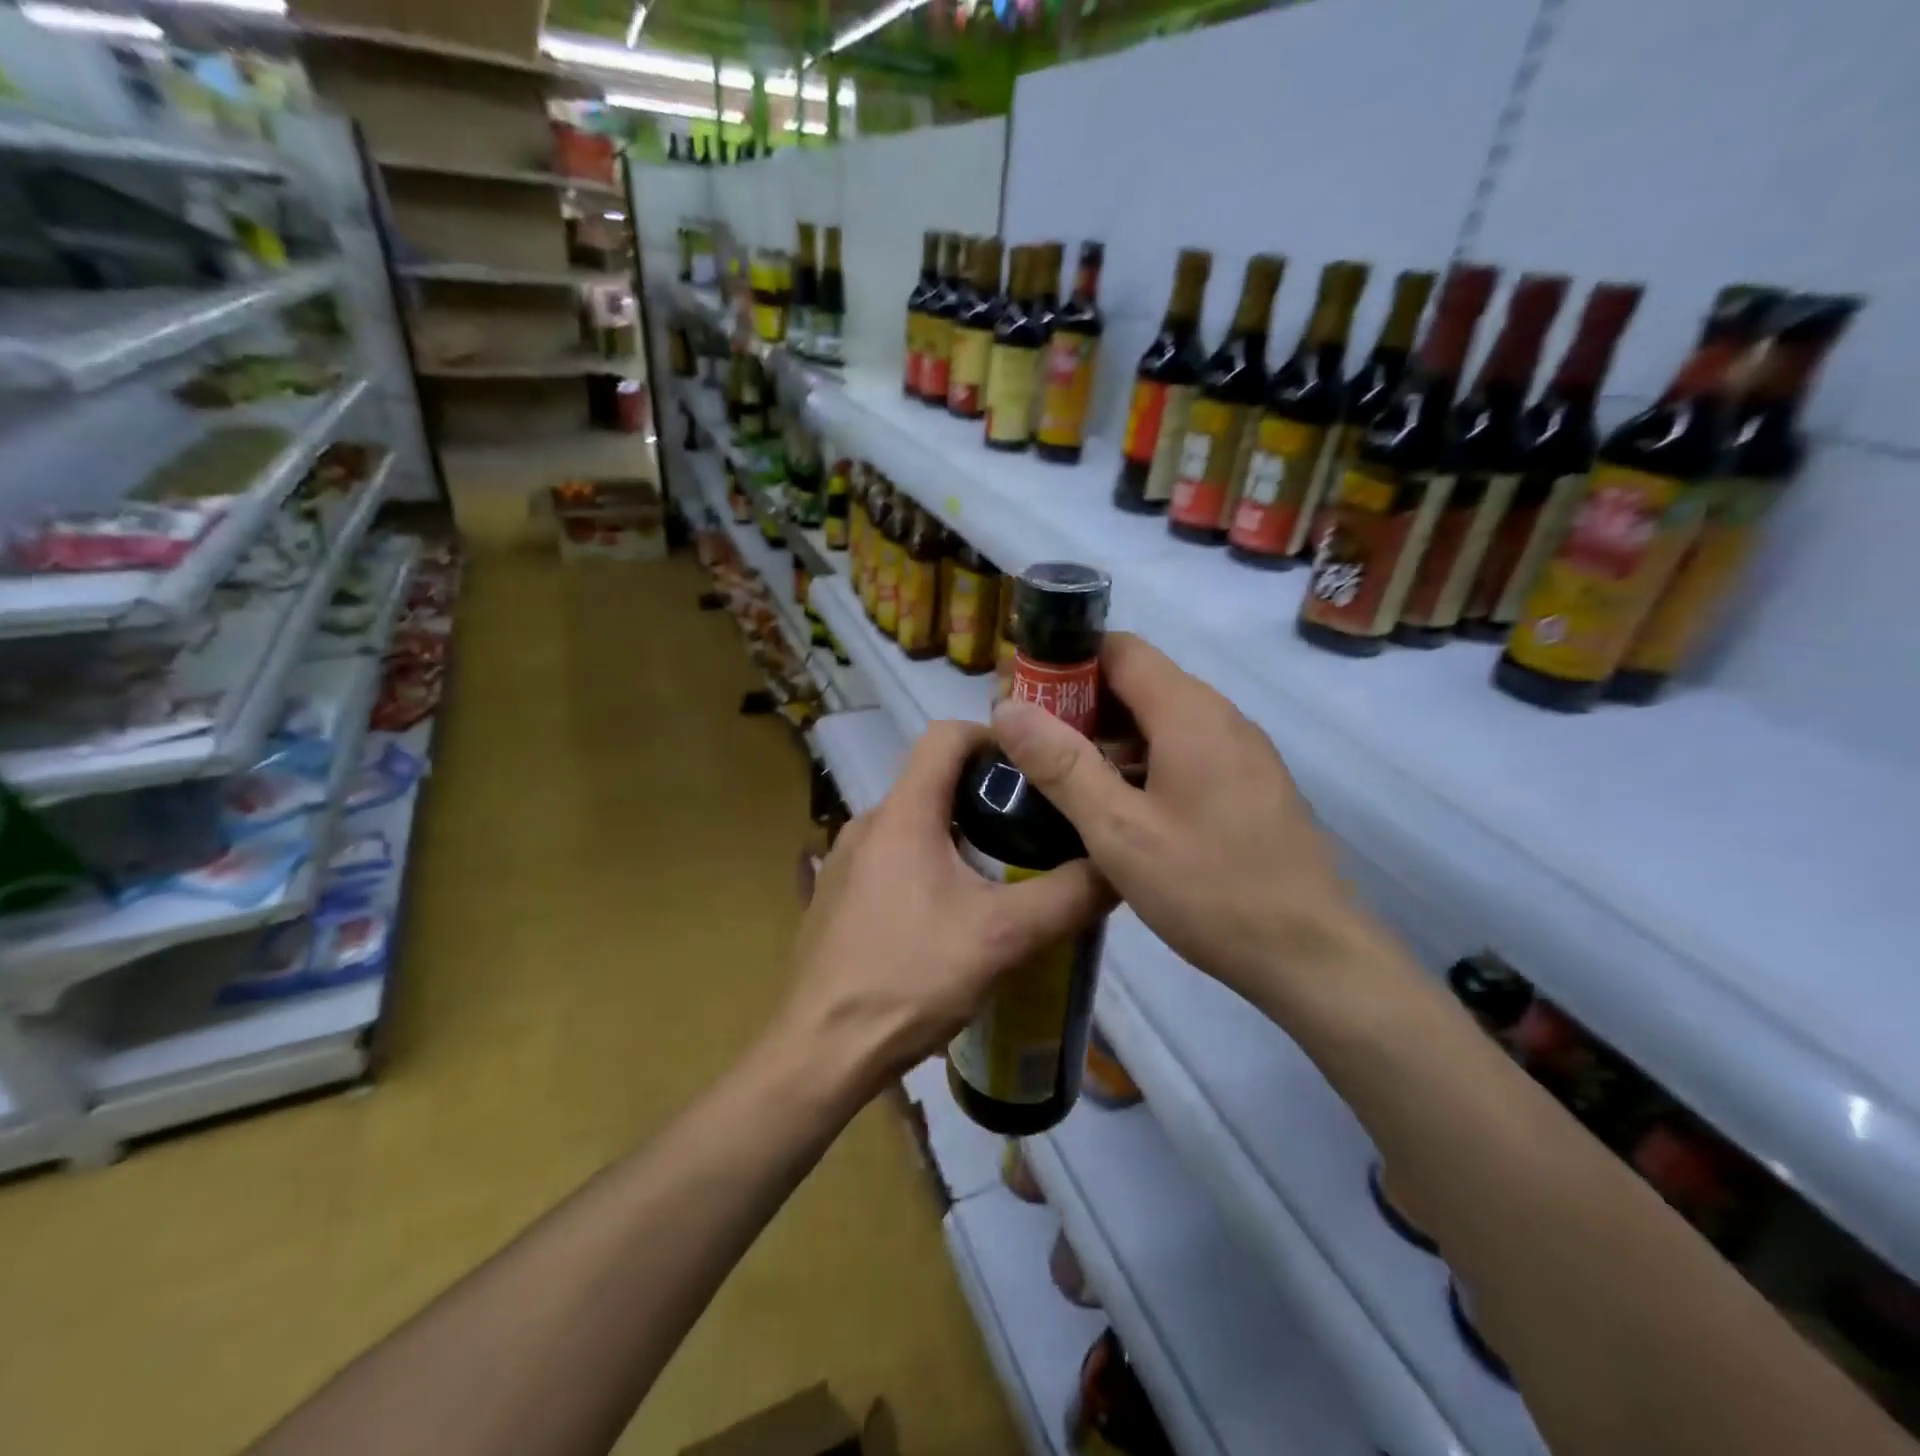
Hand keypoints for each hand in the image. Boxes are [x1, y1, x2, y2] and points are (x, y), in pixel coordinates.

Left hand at [780, 720, 1108, 1101]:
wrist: (822, 1051)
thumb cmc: (910, 979)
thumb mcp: (1004, 937)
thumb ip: (1067, 897)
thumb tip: (1119, 868)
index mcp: (902, 813)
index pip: (946, 735)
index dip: (993, 737)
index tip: (1033, 768)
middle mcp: (867, 823)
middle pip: (932, 780)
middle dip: (985, 794)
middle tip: (1033, 828)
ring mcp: (845, 861)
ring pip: (913, 824)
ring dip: (957, 834)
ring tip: (1002, 873)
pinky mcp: (836, 896)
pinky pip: (891, 859)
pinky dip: (927, 865)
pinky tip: (950, 916)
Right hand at [990, 632, 1368, 1006]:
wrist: (1312, 956)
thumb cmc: (1209, 889)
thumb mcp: (1119, 831)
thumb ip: (1061, 765)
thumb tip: (1008, 707)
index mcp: (1189, 713)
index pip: (1120, 649)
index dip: (1065, 660)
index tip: (1023, 693)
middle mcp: (1221, 717)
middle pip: (1140, 682)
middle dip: (1080, 703)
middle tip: (1031, 742)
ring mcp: (1241, 751)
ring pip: (1161, 719)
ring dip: (1110, 736)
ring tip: (1063, 776)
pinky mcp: (1250, 784)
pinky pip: (1185, 750)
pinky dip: (1142, 761)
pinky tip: (1118, 805)